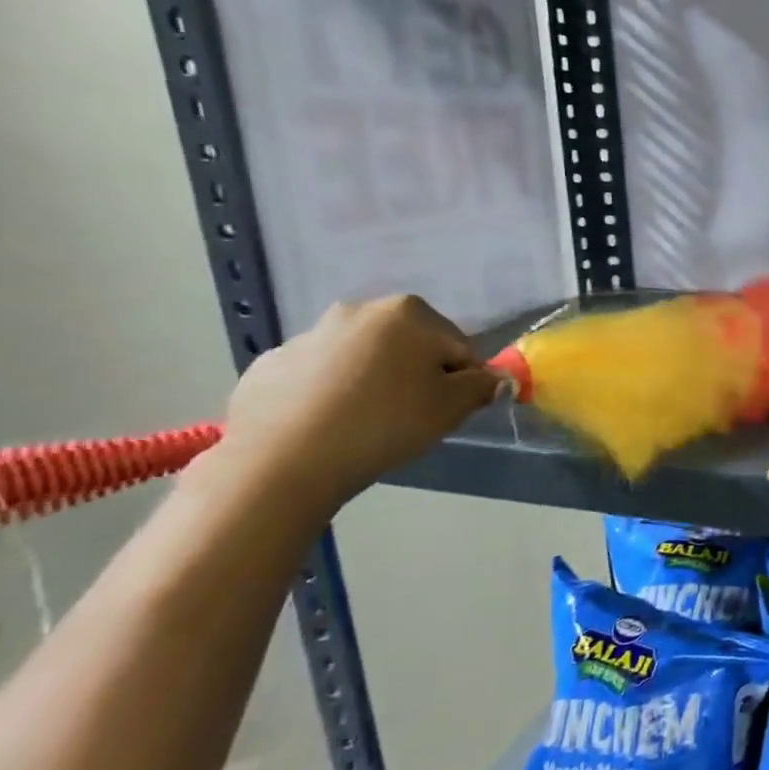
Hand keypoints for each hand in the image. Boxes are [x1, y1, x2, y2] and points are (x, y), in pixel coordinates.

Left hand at [217, 295, 505, 514]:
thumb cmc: (384, 423)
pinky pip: (321, 376)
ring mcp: (310, 334)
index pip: (458, 347)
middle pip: (410, 345)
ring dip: (375, 382)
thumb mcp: (450, 408)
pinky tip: (328, 426)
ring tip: (367, 424)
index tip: (449, 411)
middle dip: (417, 375)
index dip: (462, 381)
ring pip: (364, 358)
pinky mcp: (273, 362)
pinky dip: (332, 393)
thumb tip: (495, 378)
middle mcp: (359, 310)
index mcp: (408, 313)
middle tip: (412, 417)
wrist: (283, 459)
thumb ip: (481, 387)